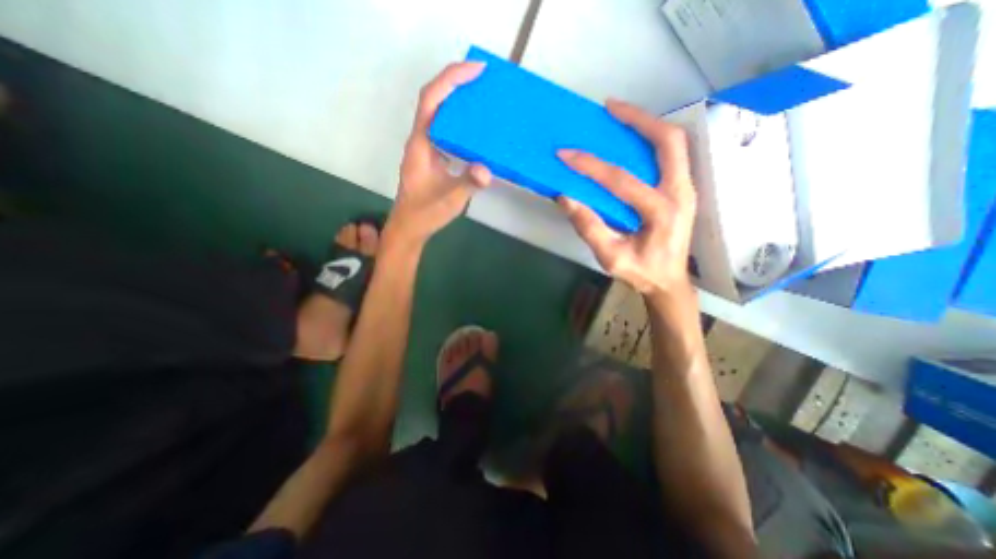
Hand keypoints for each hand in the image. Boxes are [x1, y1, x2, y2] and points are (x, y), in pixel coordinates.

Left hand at [390, 62, 496, 245]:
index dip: (451, 79)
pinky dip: (459, 121)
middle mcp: (421, 140)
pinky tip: (474, 128)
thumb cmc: (425, 213)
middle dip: (456, 82)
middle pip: (434, 99)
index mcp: (421, 144)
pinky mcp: (431, 157)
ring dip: (457, 99)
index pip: (431, 100)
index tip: (476, 70)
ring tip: (481, 97)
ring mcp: (425, 148)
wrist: (409, 226)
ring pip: (438, 113)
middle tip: (483, 78)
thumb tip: (487, 169)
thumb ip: (467, 184)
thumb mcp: (449, 200)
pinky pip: (444, 129)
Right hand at [557, 99, 695, 300]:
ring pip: (674, 143)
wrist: (670, 281)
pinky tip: (631, 137)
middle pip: (668, 141)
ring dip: (647, 124)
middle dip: (638, 119)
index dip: (590, 166)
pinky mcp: (683, 189)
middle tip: (609, 107)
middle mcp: (681, 194)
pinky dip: (651, 139)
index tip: (565, 154)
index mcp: (662, 213)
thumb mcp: (610, 257)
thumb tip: (565, 198)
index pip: (622, 181)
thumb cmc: (641, 272)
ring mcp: (687, 188)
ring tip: (619, 114)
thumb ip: (589, 228)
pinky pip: (670, 154)